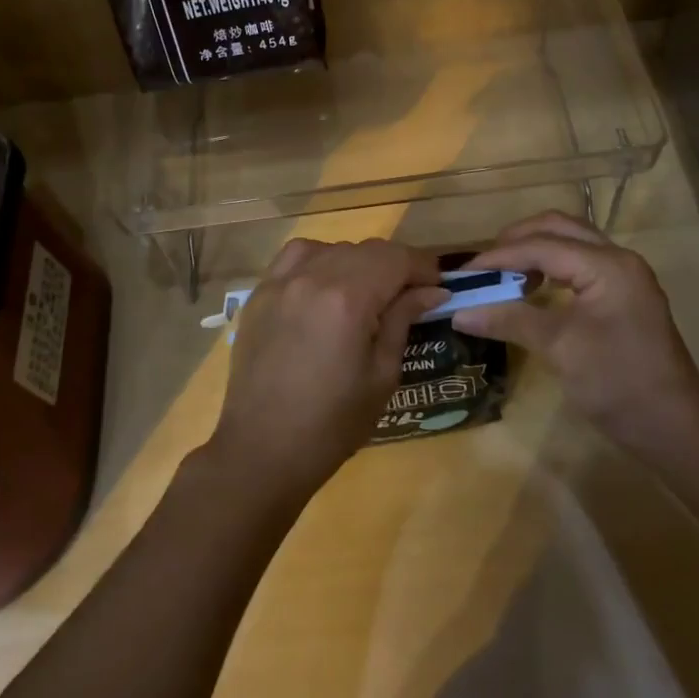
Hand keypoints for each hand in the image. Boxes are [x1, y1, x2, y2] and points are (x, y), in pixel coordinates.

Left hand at [209, 238, 446, 504]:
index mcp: (348, 299)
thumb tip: (431, 291)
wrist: (262, 449)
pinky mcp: (260, 292)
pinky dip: (319, 260)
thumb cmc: (332, 423)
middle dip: (395, 266)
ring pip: (332, 249)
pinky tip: (326, 285)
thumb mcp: (382, 375)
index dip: (422, 267)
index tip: (438, 286)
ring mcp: (281, 281)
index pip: (395, 258)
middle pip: (366, 250)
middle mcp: (313, 276)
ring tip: (367, 292)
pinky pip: (296, 257)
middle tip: (410, 295)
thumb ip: (402, 321)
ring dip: (358, 262)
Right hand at [452, 211, 698, 459]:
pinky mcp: (622, 295)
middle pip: (558, 228)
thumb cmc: (618, 383)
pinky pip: (579, 263)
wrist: (674, 427)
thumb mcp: (559, 348)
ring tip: (503, 274)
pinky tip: (531, 289)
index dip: (499, 257)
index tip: (463, 274)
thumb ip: (510, 319)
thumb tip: (458, 312)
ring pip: (570, 242)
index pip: (541, 245)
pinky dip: (550, 266)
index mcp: (607, 265)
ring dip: (534, 250)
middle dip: (517, 240)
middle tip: (484, 265)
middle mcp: (617, 259)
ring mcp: (623, 276)